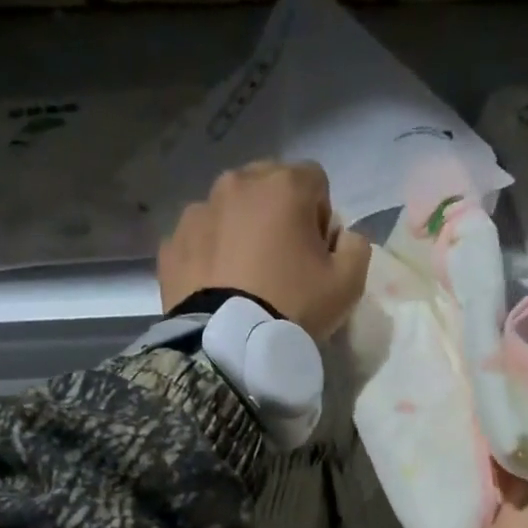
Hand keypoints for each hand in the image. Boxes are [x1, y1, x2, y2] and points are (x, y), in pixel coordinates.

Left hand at [158, 161, 371, 340]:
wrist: (228, 346)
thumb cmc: (293, 307)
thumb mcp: (348, 284)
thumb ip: (356, 247)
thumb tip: (344, 236)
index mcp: (283, 185)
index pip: (314, 181)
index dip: (320, 217)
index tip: (316, 253)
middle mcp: (236, 184)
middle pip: (267, 186)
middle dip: (277, 215)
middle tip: (281, 262)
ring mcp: (198, 212)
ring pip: (228, 210)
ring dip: (240, 231)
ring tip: (244, 276)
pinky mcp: (172, 243)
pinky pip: (199, 239)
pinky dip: (209, 254)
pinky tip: (217, 286)